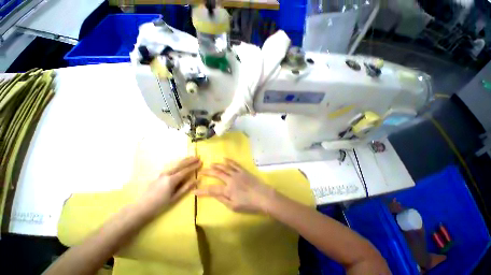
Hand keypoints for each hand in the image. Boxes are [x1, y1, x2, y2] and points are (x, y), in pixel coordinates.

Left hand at [137, 157, 201, 216]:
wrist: (141, 207)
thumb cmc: (160, 205)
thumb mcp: (175, 198)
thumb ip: (186, 188)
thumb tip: (197, 180)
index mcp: (172, 180)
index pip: (186, 170)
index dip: (194, 166)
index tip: (201, 162)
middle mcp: (167, 174)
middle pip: (181, 164)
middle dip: (190, 160)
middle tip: (198, 156)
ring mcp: (162, 174)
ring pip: (175, 164)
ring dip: (184, 160)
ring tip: (191, 157)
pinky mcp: (159, 175)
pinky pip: (171, 166)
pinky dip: (178, 163)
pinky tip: (181, 162)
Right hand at [195, 159, 274, 212]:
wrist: (263, 196)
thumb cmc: (249, 204)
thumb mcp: (234, 206)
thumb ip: (223, 199)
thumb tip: (213, 194)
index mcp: (228, 189)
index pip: (212, 190)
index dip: (202, 191)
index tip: (194, 191)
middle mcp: (230, 179)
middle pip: (217, 174)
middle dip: (208, 172)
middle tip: (201, 171)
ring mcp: (237, 173)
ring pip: (225, 167)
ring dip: (217, 165)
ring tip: (211, 164)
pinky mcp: (243, 171)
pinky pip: (235, 164)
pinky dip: (229, 161)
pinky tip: (225, 158)